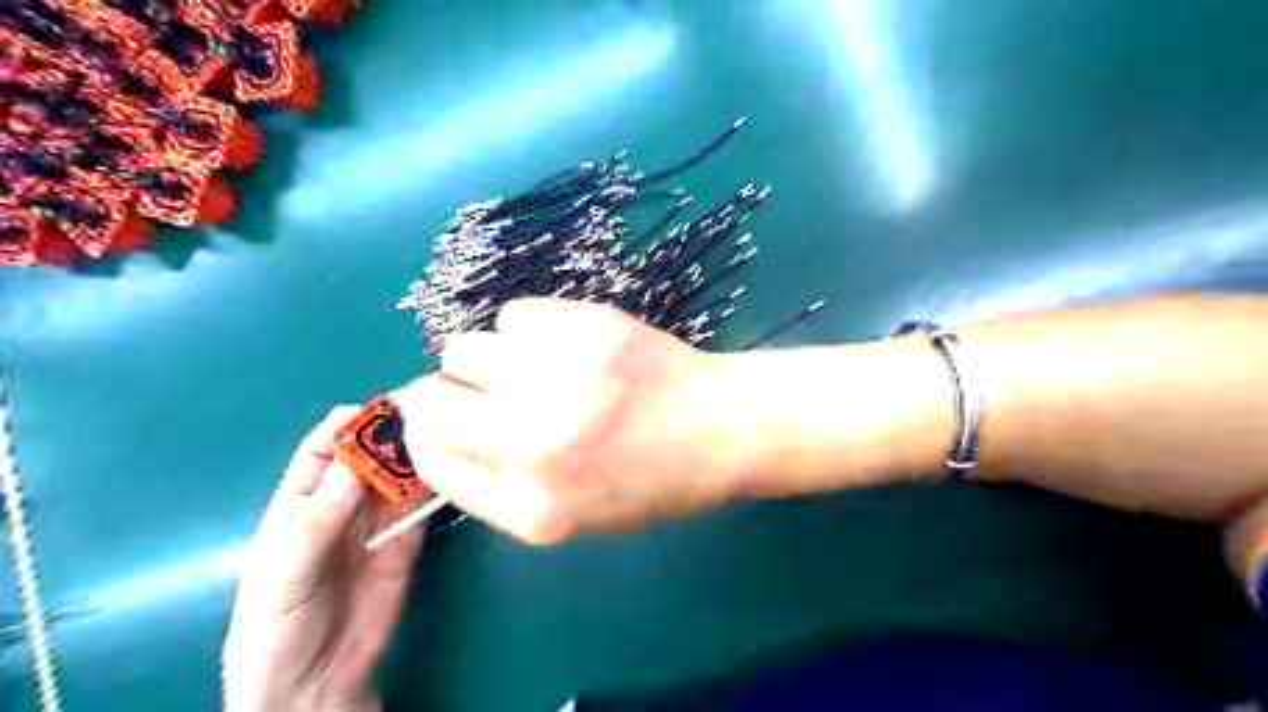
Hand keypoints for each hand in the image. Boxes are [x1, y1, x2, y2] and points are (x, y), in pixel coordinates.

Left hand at [224, 409, 425, 711]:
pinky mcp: (407, 541)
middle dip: (394, 434)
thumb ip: (317, 522)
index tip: (383, 409)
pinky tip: (451, 472)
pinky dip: (436, 487)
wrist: (314, 686)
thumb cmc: (276, 629)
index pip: (325, 448)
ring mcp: (378, 521)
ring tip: (445, 438)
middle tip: (427, 418)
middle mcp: (342, 502)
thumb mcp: (283, 576)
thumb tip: (357, 463)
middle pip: (370, 455)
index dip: (350, 424)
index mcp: (299, 502)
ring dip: (419, 456)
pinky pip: (422, 506)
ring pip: (401, 476)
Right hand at [394, 296, 743, 542]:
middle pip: (432, 401)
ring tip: (524, 363)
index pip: (434, 464)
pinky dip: (526, 328)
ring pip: (464, 348)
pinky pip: (513, 315)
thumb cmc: (653, 478)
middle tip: (469, 386)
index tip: (431, 420)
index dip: (424, 436)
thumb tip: (442, 434)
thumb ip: (504, 485)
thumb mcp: (575, 513)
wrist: (721, 427)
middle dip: (439, 393)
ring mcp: (558, 380)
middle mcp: (533, 445)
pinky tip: (561, 342)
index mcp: (532, 509)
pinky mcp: (582, 328)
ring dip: (482, 357)